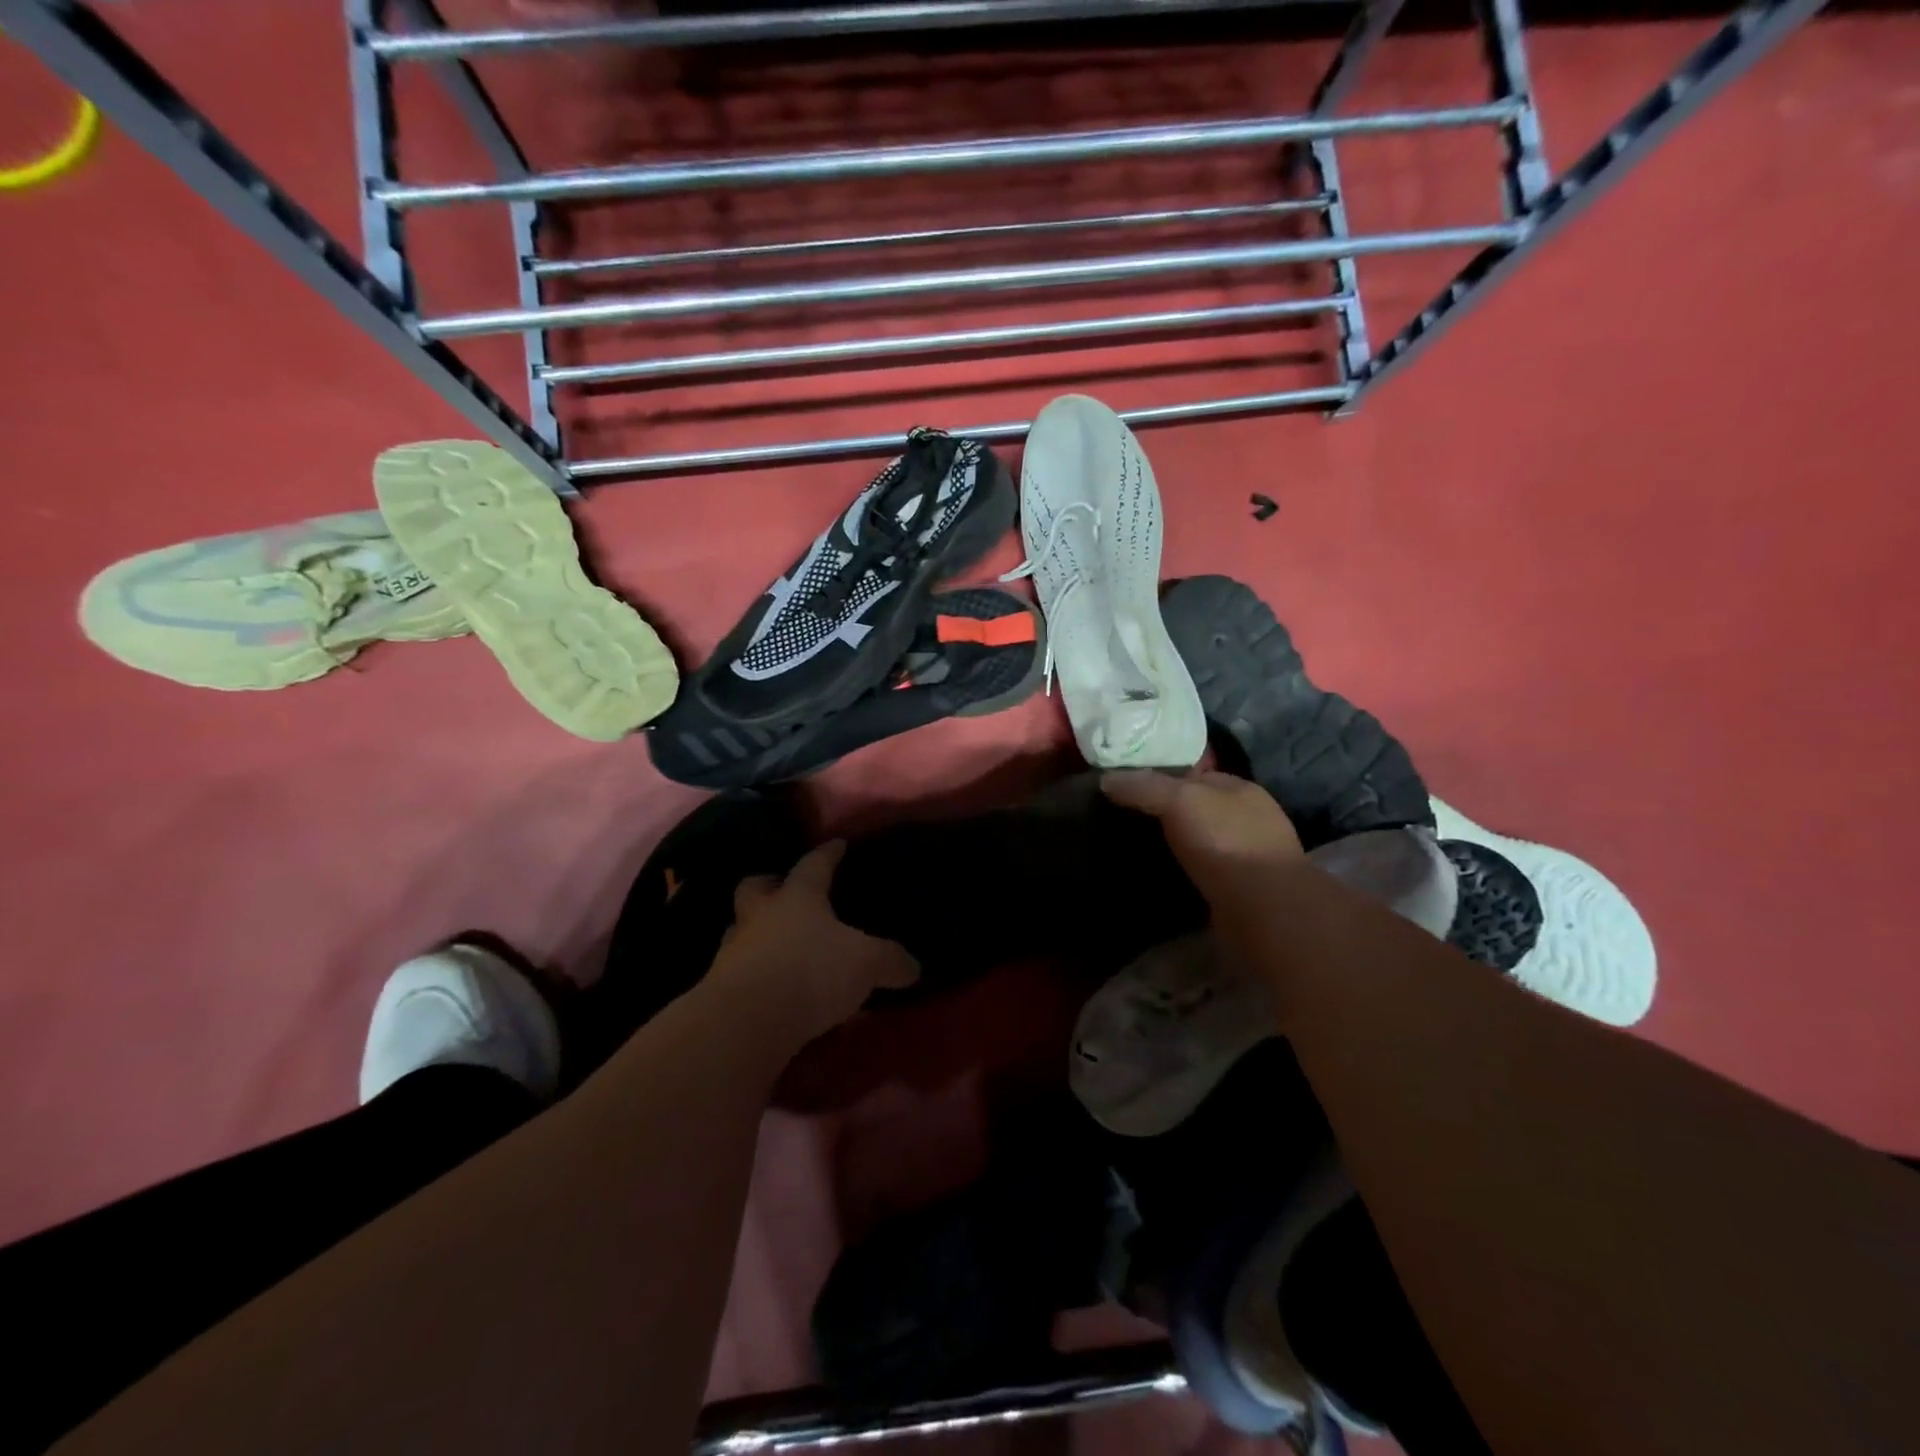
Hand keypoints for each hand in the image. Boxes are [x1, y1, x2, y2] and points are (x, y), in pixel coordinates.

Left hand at [708, 840, 918, 1044]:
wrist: (747, 1023)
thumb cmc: (810, 972)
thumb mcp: (866, 963)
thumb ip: (890, 960)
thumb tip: (913, 967)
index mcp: (797, 898)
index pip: (814, 865)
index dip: (828, 854)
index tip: (836, 844)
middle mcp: (760, 916)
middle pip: (755, 887)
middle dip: (769, 884)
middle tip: (784, 890)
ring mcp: (734, 952)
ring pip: (741, 930)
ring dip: (758, 934)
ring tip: (780, 946)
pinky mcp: (720, 989)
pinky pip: (740, 971)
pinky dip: (755, 973)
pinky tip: (773, 987)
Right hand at [1100, 769, 1303, 903]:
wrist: (1263, 910)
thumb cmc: (1225, 842)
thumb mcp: (1178, 800)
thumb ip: (1143, 786)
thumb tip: (1106, 780)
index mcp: (1240, 788)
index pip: (1196, 773)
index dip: (1164, 775)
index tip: (1129, 786)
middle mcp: (1249, 818)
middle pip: (1198, 807)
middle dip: (1168, 812)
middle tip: (1127, 819)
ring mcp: (1250, 856)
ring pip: (1202, 841)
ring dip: (1177, 845)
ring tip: (1138, 849)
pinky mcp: (1243, 890)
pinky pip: (1206, 872)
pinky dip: (1186, 872)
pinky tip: (1163, 876)